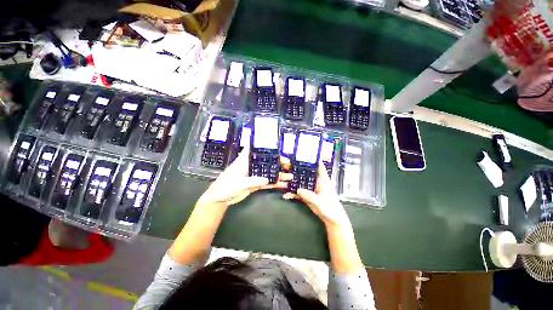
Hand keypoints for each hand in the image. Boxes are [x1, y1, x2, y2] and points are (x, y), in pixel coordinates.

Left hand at [197, 148, 292, 208]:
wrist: (220, 199)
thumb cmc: (225, 186)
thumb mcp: (238, 183)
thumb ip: (252, 181)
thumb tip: (267, 179)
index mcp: (245, 161)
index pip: (254, 149)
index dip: (264, 145)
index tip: (275, 145)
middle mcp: (251, 166)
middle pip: (266, 161)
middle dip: (277, 162)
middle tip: (288, 164)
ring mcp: (254, 175)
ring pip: (268, 172)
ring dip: (279, 174)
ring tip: (290, 176)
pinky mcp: (255, 183)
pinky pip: (267, 182)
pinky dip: (274, 183)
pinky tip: (283, 184)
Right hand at [284, 161, 350, 227]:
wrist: (332, 220)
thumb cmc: (331, 209)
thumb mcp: (321, 202)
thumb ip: (310, 196)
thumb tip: (298, 190)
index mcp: (323, 180)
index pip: (319, 166)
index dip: (313, 159)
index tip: (304, 153)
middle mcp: (316, 182)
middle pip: (306, 173)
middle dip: (297, 169)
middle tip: (286, 164)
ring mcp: (311, 189)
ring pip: (300, 182)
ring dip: (292, 180)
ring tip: (282, 178)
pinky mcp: (307, 195)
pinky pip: (298, 192)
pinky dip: (292, 193)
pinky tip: (286, 195)